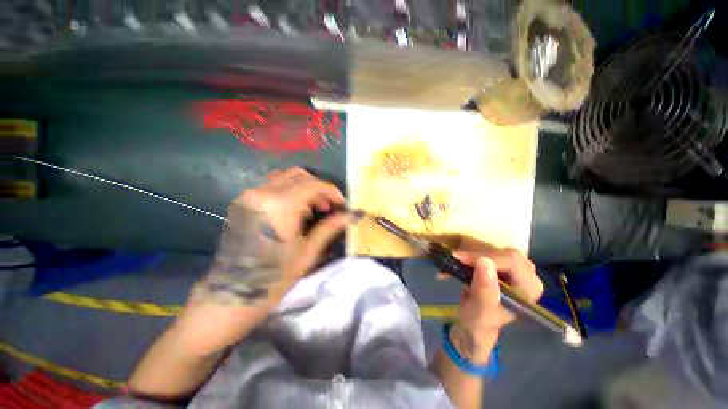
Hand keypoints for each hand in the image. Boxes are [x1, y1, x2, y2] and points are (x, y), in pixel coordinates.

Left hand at [177, 168, 348, 354]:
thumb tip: (351, 216)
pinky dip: (290, 191)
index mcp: (280, 206)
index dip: (332, 191)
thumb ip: (329, 228)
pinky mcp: (243, 202)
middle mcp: (262, 193)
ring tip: (314, 208)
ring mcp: (249, 196)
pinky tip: (295, 210)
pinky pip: (272, 186)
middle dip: (319, 188)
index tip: (342, 203)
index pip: (313, 185)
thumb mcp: (308, 252)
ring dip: (305, 187)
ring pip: (285, 177)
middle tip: (329, 206)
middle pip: (299, 175)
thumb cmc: (274, 277)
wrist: (231, 295)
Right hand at [443, 240, 542, 363]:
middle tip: (454, 259)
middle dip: (475, 254)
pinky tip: (455, 262)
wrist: (473, 325)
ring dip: (468, 253)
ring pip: (491, 248)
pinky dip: (467, 254)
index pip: (512, 261)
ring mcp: (512, 267)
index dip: (485, 256)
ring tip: (452, 262)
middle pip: (502, 252)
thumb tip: (484, 262)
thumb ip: (485, 292)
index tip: (459, 258)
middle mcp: (526, 274)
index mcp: (529, 288)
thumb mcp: (480, 313)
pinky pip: (483, 250)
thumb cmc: (479, 323)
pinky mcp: (498, 263)